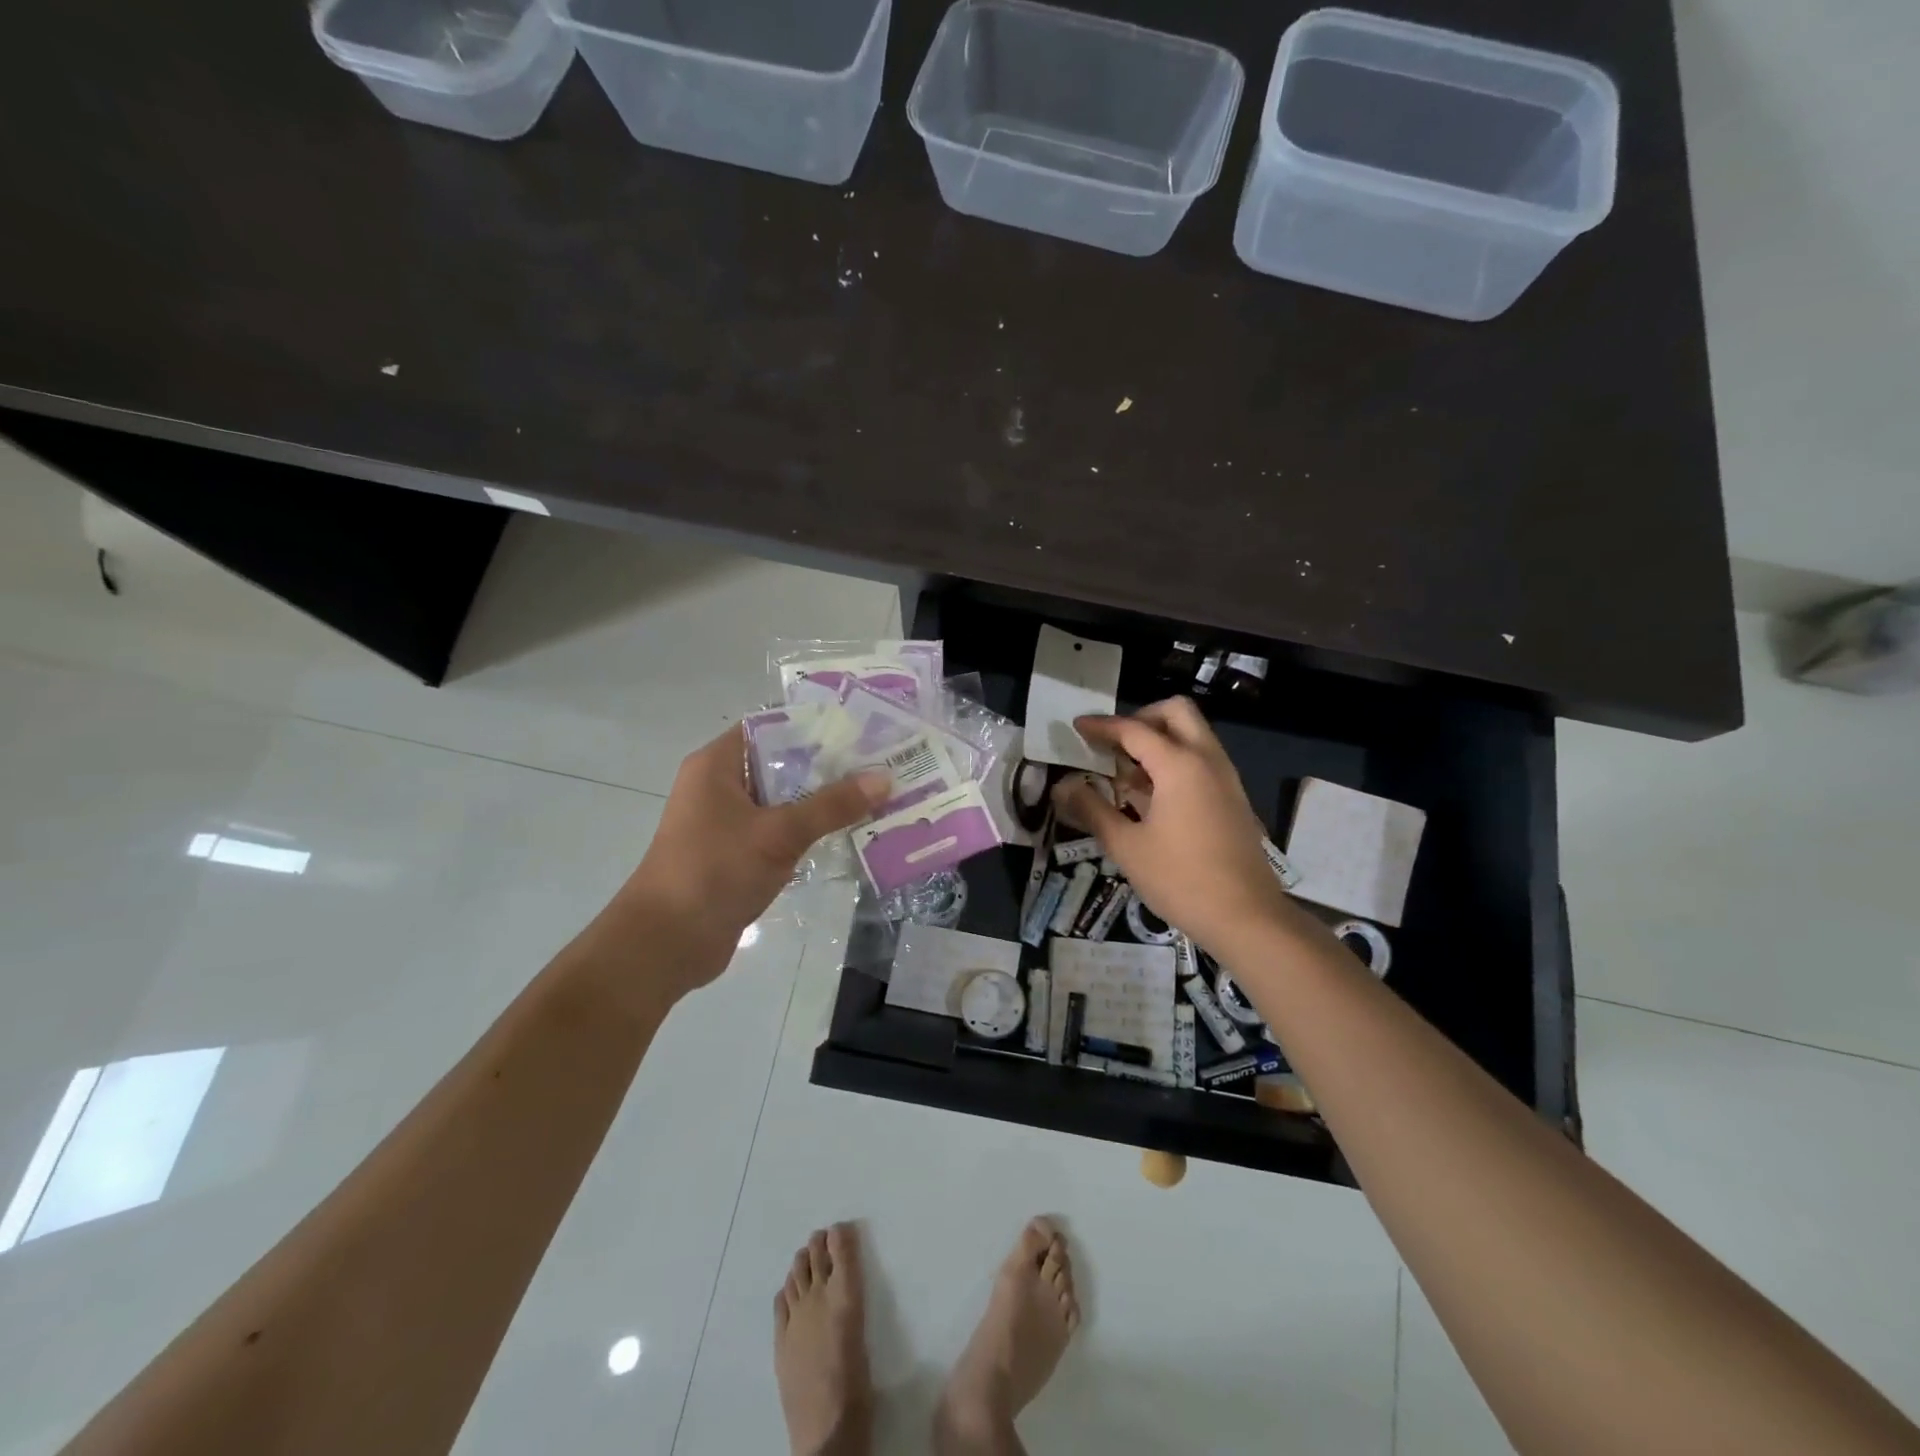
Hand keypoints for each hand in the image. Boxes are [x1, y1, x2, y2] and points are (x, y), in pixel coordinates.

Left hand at [609, 726, 890, 994]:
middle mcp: (721, 786)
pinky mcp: (737, 854)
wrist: (666, 943)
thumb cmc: (714, 872)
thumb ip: (832, 805)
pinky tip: (849, 832)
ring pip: (784, 800)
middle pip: (782, 763)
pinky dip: (809, 830)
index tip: (861, 730)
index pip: (772, 727)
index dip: (815, 725)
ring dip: (823, 802)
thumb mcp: (778, 834)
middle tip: (881, 764)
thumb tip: (885, 778)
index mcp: (718, 765)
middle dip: (830, 766)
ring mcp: (728, 822)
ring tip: (876, 796)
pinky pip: (780, 831)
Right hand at [1053, 698, 1289, 957]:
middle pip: (1176, 712)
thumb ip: (1092, 810)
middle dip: (1141, 718)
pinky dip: (1175, 760)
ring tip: (1126, 772)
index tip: (1077, 727)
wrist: (1247, 917)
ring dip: (1160, 740)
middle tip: (1113, 744)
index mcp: (1179, 765)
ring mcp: (1225, 778)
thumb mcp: (1126, 846)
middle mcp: (1207, 760)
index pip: (1134, 730)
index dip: (1102, 726)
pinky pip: (1202, 759)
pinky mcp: (1233, 798)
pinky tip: (1152, 796)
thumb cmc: (1181, 879)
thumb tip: (1063, 787)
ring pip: (1192, 735)